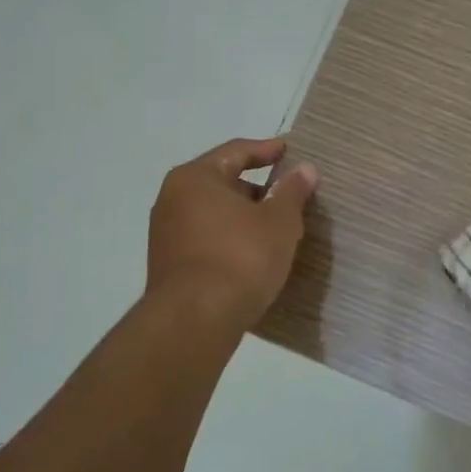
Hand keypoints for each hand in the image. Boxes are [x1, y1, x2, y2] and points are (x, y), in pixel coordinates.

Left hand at [145, 137, 317, 332]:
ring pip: (214, 213)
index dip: (266, 150)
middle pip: (222, 181)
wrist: (195, 321)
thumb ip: (292, 191)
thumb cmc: (241, 257)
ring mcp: (166, 234)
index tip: (290, 151)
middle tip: (287, 193)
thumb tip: (305, 169)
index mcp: (195, 177)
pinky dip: (230, 237)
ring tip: (275, 226)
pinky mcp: (168, 264)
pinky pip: (206, 238)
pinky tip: (253, 252)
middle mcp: (172, 198)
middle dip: (256, 187)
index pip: (236, 151)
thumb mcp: (279, 221)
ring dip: (243, 215)